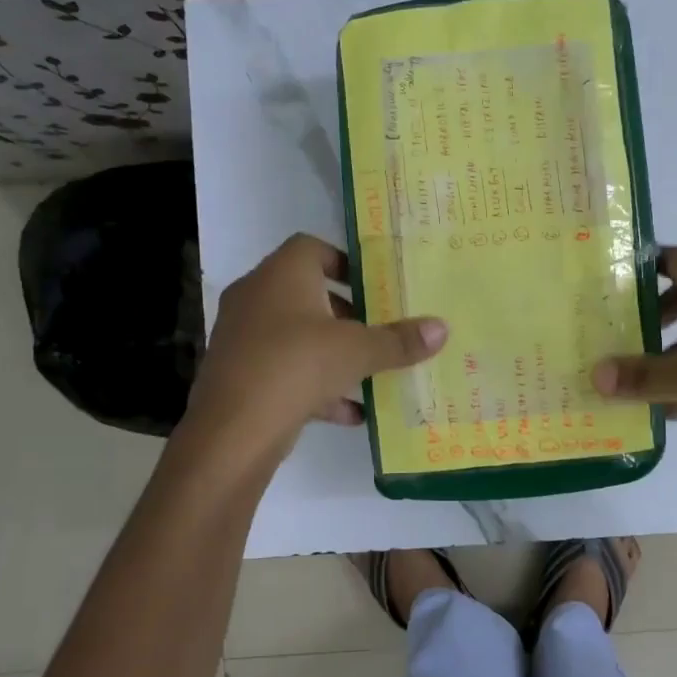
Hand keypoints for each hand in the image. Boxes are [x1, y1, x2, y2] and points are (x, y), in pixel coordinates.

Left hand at [183, 233, 447, 459]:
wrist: (234, 429)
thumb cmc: (297, 365)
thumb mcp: (358, 351)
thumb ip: (399, 340)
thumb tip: (442, 328)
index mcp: (281, 275)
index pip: (311, 247)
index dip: (344, 261)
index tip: (373, 285)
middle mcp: (256, 298)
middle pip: (305, 293)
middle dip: (344, 312)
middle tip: (377, 328)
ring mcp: (243, 338)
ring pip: (294, 336)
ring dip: (330, 351)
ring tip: (369, 370)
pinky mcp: (239, 376)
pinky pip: (284, 372)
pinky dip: (315, 387)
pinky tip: (350, 413)